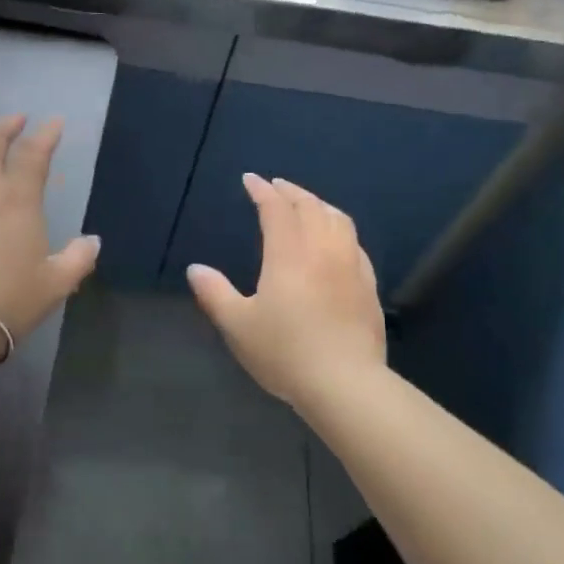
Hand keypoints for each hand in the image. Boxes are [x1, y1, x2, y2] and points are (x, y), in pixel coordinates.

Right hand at [187, 174, 385, 406]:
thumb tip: (195, 269)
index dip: (262, 190)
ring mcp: (350, 266)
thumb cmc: (285, 352)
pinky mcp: (368, 286)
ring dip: (319, 205)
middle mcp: (322, 249)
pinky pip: (355, 243)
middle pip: (310, 207)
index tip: (250, 180)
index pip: (276, 208)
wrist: (346, 384)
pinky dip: (340, 229)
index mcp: (289, 253)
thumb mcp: (238, 325)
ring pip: (338, 220)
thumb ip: (215, 293)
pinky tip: (337, 241)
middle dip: (291, 191)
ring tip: (308, 204)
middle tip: (277, 186)